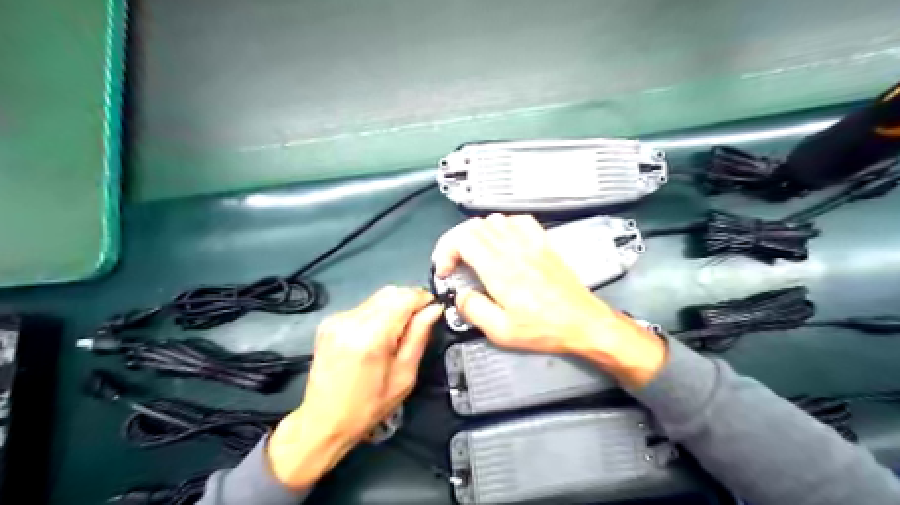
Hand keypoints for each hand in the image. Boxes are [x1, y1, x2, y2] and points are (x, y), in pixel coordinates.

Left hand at [266, 286, 442, 490]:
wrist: (323, 421)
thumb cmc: (368, 407)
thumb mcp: (404, 376)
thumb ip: (419, 337)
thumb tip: (433, 309)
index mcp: (371, 337)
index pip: (404, 297)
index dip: (423, 299)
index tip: (433, 309)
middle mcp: (351, 321)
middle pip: (390, 292)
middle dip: (410, 301)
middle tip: (419, 322)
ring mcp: (337, 319)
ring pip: (377, 297)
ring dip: (394, 307)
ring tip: (397, 333)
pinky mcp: (329, 322)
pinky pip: (363, 306)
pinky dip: (378, 313)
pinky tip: (378, 335)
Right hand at [431, 214, 662, 386]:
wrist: (584, 322)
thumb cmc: (545, 329)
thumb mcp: (502, 332)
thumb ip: (474, 311)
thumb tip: (460, 295)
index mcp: (500, 270)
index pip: (463, 239)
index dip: (446, 250)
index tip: (445, 270)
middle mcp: (514, 249)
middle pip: (473, 226)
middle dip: (455, 242)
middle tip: (453, 264)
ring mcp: (531, 242)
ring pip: (493, 220)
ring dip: (475, 234)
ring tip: (473, 254)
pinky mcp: (543, 242)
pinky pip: (518, 220)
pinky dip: (502, 226)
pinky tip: (501, 241)